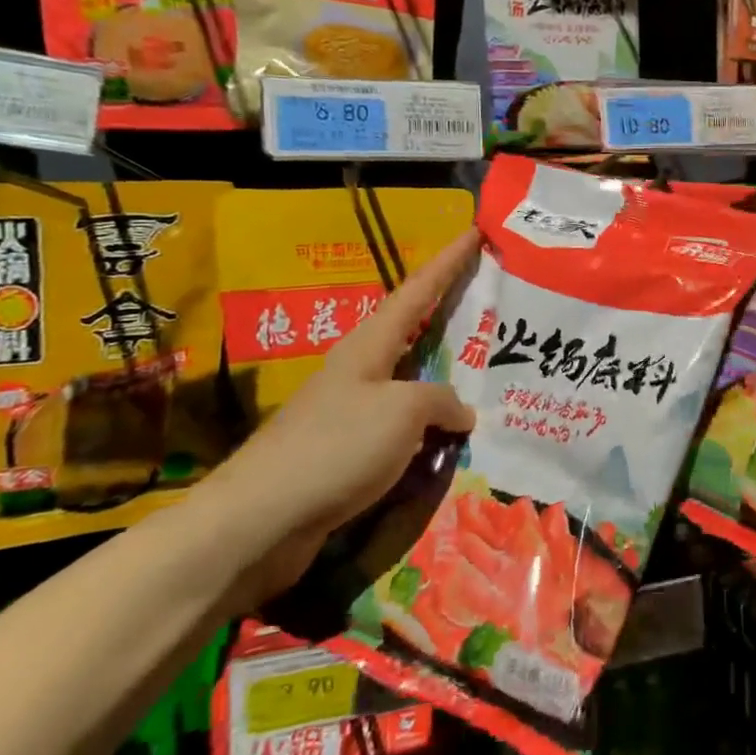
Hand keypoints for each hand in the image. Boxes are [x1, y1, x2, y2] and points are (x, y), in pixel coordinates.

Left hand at [188, 229, 480, 607]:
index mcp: (369, 346)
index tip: (475, 233)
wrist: (260, 521)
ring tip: (490, 377)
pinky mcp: (350, 453)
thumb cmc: (335, 448)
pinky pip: (406, 429)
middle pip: (414, 332)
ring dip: (449, 380)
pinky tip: (456, 439)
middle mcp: (361, 371)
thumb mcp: (403, 411)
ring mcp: (353, 413)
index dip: (449, 262)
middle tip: (495, 306)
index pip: (418, 291)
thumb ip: (442, 401)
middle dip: (453, 317)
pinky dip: (434, 427)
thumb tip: (461, 412)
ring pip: (414, 385)